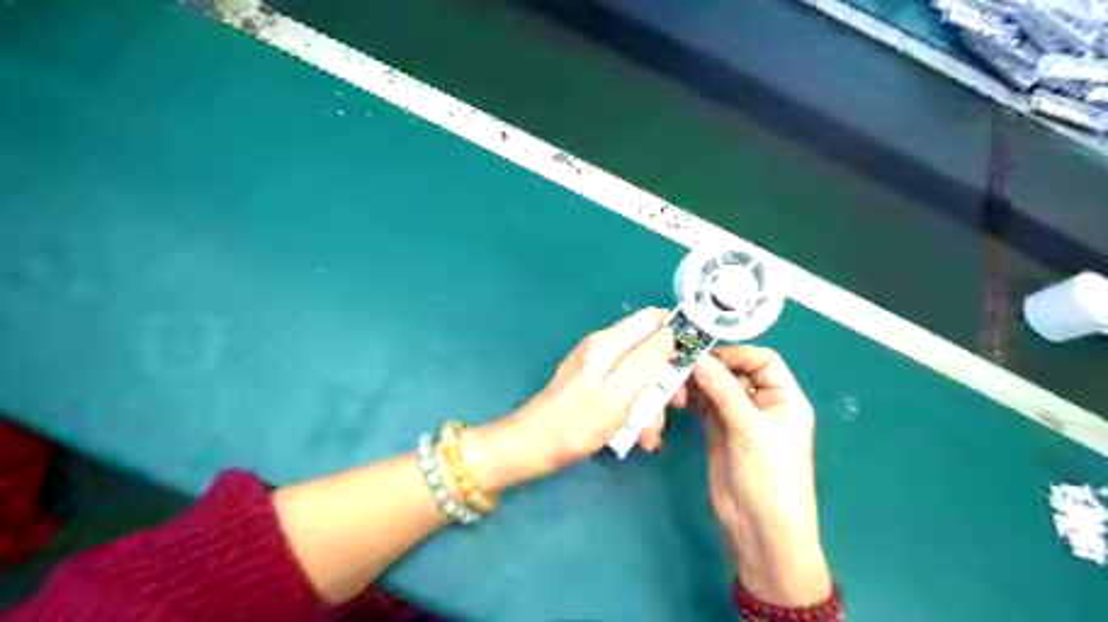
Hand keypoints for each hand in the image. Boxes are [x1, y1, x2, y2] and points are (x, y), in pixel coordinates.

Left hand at [465, 308, 671, 487]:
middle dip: (664, 378)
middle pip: (648, 349)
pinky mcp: (593, 383)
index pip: (651, 319)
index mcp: (608, 343)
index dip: (676, 333)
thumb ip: (645, 361)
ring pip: (639, 374)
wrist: (533, 447)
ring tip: (649, 435)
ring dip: (650, 402)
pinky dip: (634, 409)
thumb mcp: (618, 394)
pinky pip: (624, 388)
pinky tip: (636, 435)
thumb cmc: (576, 424)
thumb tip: (670, 333)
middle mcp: (603, 347)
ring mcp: (597, 365)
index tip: (692, 360)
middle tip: (674, 406)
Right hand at [655, 347, 830, 605]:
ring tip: (676, 388)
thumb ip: (724, 392)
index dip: (737, 354)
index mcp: (784, 398)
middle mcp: (762, 403)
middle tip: (682, 367)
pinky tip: (677, 399)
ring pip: (716, 388)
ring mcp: (738, 418)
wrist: (758, 529)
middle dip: (710, 368)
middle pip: (735, 372)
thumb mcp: (750, 430)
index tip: (707, 355)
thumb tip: (699, 359)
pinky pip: (704, 406)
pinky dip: (691, 400)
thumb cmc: (769, 477)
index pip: (763, 360)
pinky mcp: (718, 432)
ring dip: (696, 384)